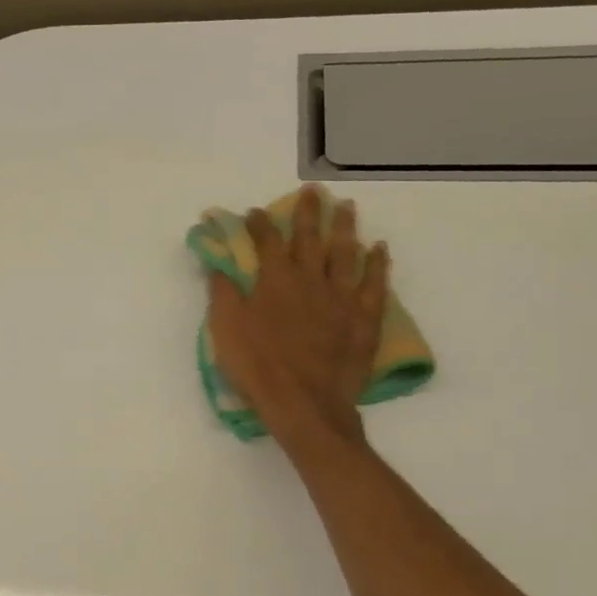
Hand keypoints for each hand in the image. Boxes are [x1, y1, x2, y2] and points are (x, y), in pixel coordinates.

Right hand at [206, 186, 390, 444]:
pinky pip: (374, 284)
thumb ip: (223, 293)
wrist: (304, 403)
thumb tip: (218, 265)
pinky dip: (377, 264)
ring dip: (345, 227)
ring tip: (346, 207)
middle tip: (312, 192)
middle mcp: (310, 279)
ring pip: (346, 252)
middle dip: (308, 213)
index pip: (266, 241)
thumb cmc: (257, 366)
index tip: (255, 211)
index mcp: (274, 280)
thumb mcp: (226, 329)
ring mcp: (341, 297)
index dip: (259, 224)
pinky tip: (378, 249)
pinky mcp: (364, 318)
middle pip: (310, 238)